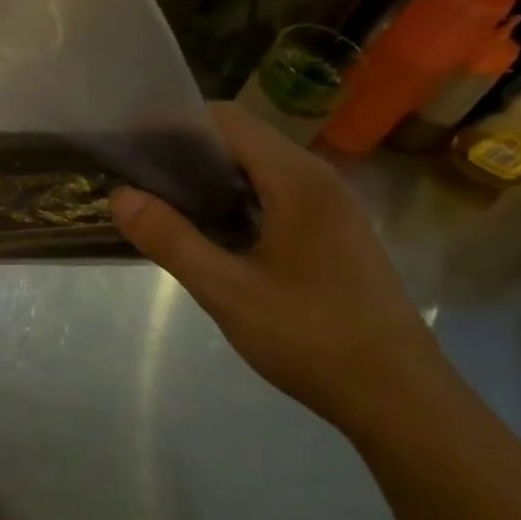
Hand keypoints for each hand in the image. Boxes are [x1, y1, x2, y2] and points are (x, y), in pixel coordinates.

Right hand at [110, 102, 464, 439]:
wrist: (400, 399)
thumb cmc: (311, 337)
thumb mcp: (227, 291)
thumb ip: (171, 240)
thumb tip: (120, 196)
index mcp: (297, 180)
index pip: (227, 120)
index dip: (174, 124)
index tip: (131, 146)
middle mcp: (318, 180)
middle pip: (243, 140)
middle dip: (186, 151)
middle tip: (137, 178)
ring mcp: (331, 209)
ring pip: (259, 171)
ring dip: (211, 179)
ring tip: (163, 204)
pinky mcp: (333, 236)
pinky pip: (275, 198)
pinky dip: (235, 202)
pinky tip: (211, 235)